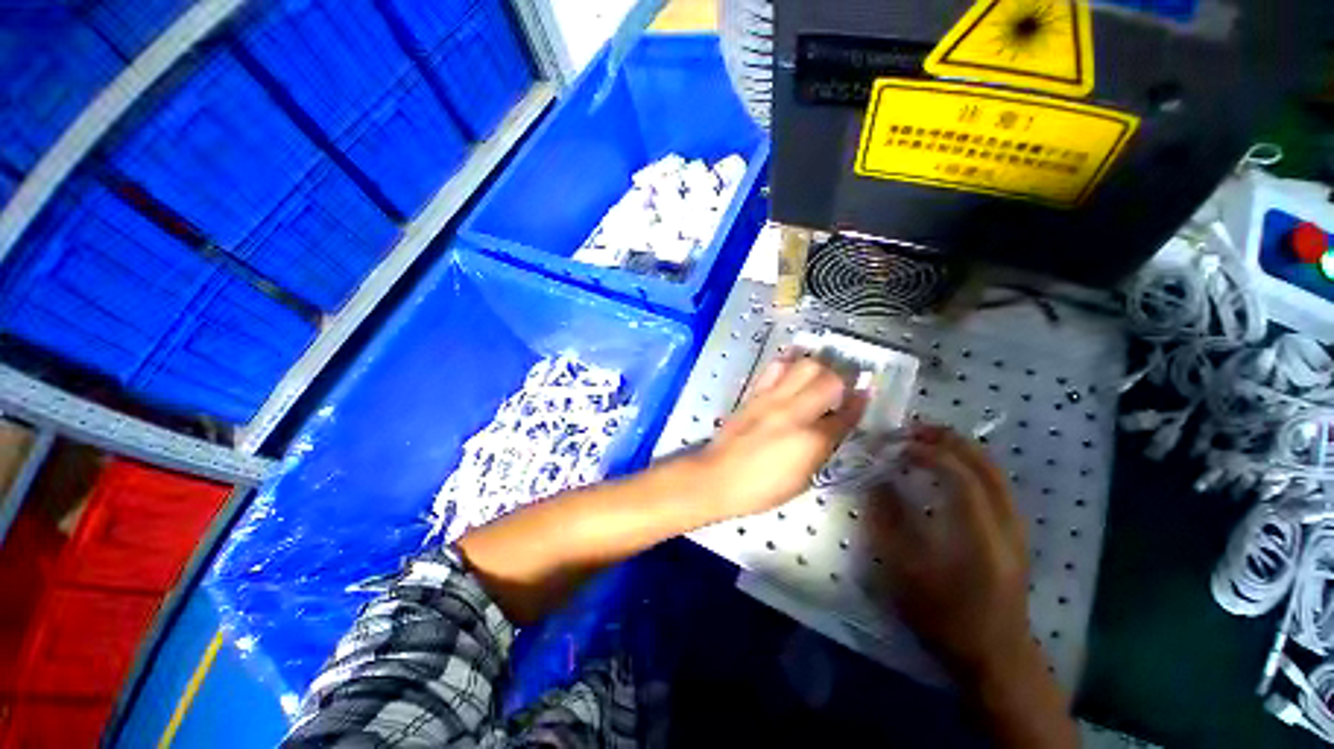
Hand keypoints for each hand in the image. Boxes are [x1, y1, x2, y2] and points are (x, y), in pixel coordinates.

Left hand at [693, 357, 866, 519]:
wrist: (717, 477)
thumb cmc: (761, 489)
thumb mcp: (801, 480)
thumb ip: (820, 451)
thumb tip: (831, 430)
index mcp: (811, 441)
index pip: (846, 415)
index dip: (860, 403)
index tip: (866, 393)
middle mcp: (794, 413)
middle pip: (829, 380)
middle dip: (843, 379)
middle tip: (843, 385)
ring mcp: (771, 399)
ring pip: (804, 366)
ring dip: (818, 367)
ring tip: (819, 375)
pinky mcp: (753, 394)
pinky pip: (774, 369)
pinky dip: (788, 364)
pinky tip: (792, 368)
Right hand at [864, 424, 1076, 747]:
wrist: (994, 656)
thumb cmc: (944, 617)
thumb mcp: (904, 572)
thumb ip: (889, 521)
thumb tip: (877, 482)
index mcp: (979, 533)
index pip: (958, 474)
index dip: (926, 452)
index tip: (895, 444)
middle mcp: (1005, 523)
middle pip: (984, 466)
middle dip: (948, 441)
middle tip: (913, 430)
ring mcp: (1015, 528)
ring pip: (995, 473)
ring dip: (961, 450)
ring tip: (928, 441)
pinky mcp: (1014, 535)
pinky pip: (996, 486)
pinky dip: (972, 467)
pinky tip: (950, 470)